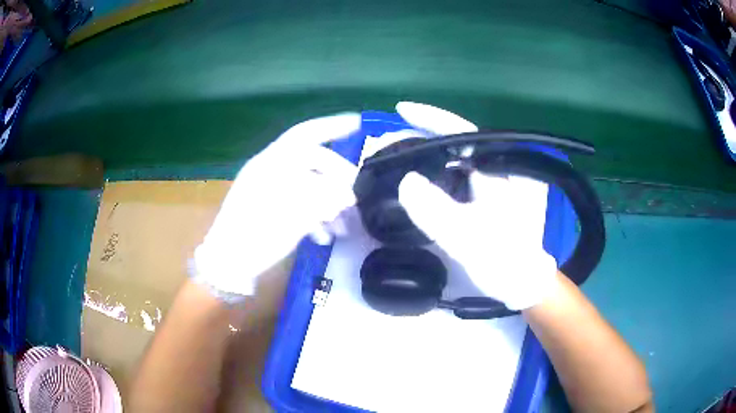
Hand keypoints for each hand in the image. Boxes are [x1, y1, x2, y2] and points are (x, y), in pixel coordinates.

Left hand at [192, 114, 360, 299]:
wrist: (228, 264)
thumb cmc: (255, 237)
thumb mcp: (291, 217)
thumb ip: (322, 200)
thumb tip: (348, 195)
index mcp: (271, 164)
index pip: (305, 135)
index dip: (332, 126)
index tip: (358, 123)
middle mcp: (271, 171)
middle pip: (313, 163)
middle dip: (338, 179)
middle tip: (356, 200)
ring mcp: (271, 189)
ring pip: (310, 185)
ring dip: (330, 202)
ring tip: (344, 227)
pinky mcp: (272, 207)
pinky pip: (301, 203)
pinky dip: (316, 216)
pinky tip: (325, 235)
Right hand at [395, 102, 558, 309]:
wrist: (522, 285)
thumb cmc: (504, 263)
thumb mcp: (470, 239)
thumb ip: (438, 212)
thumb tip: (406, 180)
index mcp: (501, 170)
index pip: (463, 133)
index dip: (432, 119)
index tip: (402, 110)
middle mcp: (496, 171)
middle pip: (454, 145)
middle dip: (420, 139)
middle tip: (386, 146)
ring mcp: (490, 185)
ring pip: (452, 162)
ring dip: (423, 158)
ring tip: (392, 160)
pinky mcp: (483, 200)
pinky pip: (453, 180)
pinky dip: (431, 177)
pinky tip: (413, 183)